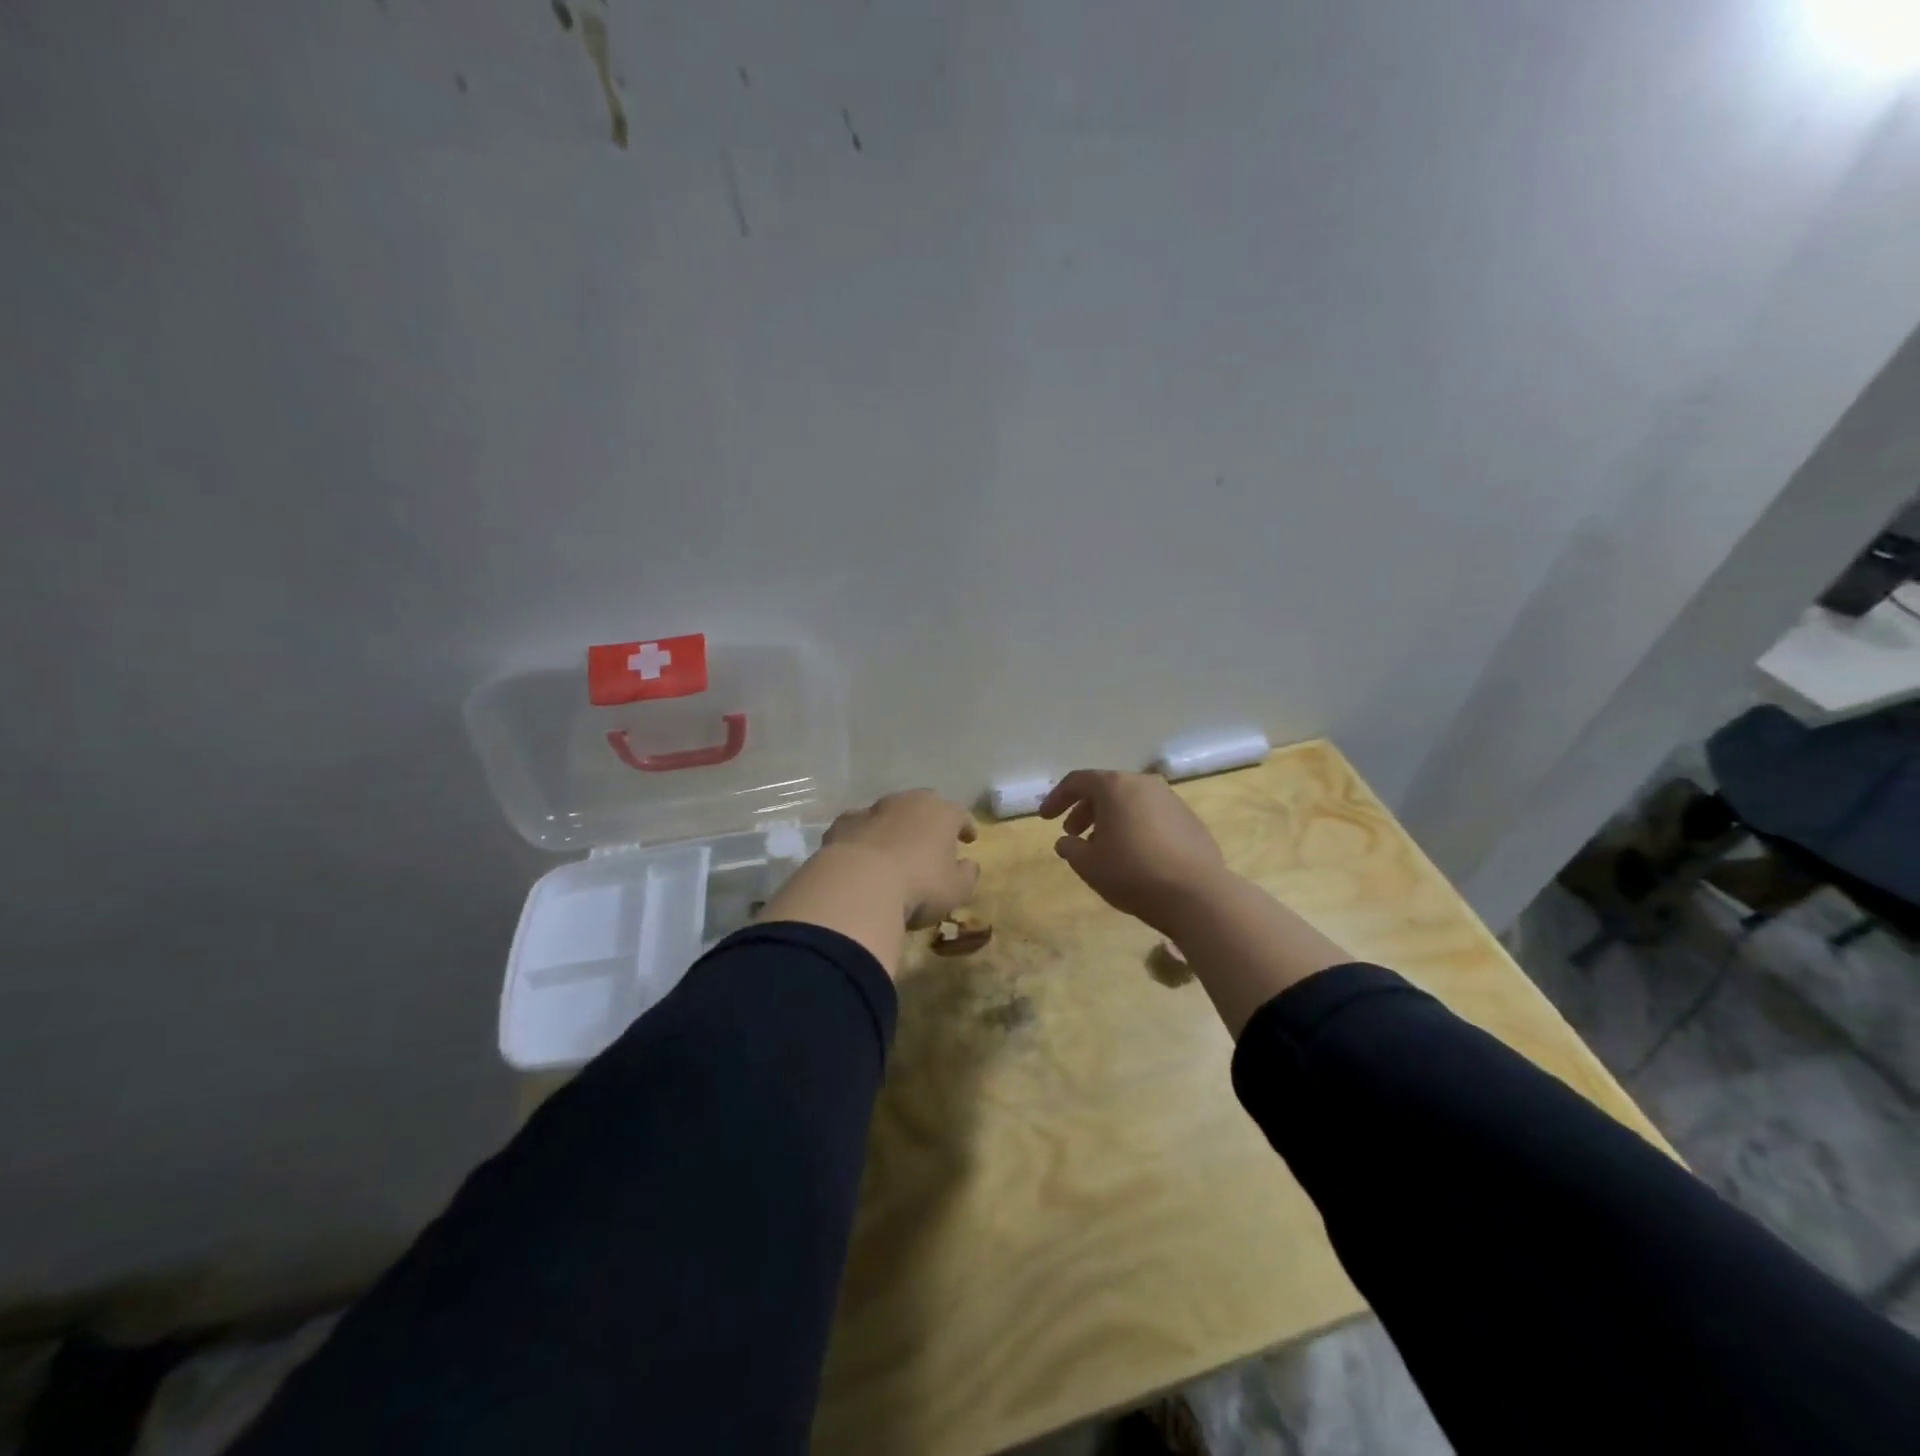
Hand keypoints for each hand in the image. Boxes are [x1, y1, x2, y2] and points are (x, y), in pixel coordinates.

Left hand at [821, 789, 979, 926]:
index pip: (960, 814)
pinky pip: (859, 827)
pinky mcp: (843, 823)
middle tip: (932, 841)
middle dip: (929, 821)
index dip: (965, 826)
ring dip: (894, 827)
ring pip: (889, 813)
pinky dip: (864, 837)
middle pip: (923, 805)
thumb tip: (968, 865)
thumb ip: (967, 874)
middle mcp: (908, 802)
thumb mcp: (956, 890)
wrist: (858, 885)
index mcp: (941, 813)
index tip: (969, 839)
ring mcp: (872, 810)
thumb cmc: (918, 887)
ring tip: (895, 850)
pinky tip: (862, 856)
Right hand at [1039, 770, 1229, 932]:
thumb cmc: (1132, 873)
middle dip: (1084, 810)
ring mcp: (1172, 801)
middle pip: (1106, 789)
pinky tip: (1134, 855)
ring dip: (1111, 819)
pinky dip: (1136, 827)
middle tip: (1073, 833)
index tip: (1045, 818)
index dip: (1057, 798)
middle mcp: (1144, 784)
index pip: (1077, 781)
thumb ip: (1070, 848)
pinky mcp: (1190, 821)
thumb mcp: (1088, 865)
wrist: (1196, 895)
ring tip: (1102, 847)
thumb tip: (1067, 842)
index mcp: (1116, 787)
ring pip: (1131, 802)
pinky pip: (1153, 816)